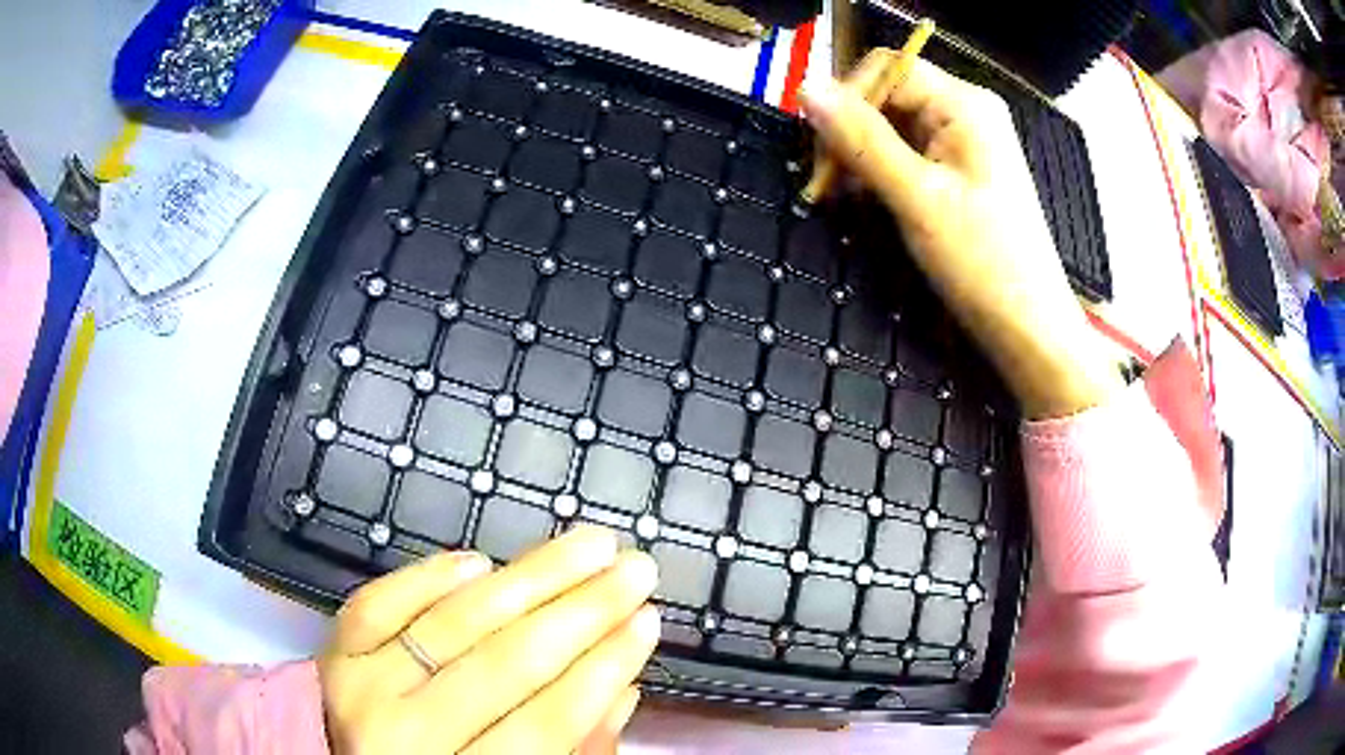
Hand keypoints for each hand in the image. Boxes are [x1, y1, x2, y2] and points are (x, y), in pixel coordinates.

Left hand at [318, 526, 659, 753]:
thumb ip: (572, 750)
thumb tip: (621, 688)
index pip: (546, 722)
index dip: (603, 668)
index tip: (648, 621)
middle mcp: (401, 732)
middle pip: (504, 663)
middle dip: (581, 611)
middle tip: (634, 569)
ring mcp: (361, 683)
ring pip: (452, 622)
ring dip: (527, 577)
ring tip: (586, 545)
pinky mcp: (334, 649)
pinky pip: (380, 600)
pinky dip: (429, 575)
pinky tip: (479, 560)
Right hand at [799, 56, 1120, 417]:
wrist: (1030, 328)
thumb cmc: (984, 262)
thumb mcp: (917, 197)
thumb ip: (861, 139)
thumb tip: (807, 88)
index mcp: (964, 104)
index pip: (886, 69)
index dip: (846, 99)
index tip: (818, 150)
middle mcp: (966, 112)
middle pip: (889, 95)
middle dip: (851, 130)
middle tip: (825, 181)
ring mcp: (965, 144)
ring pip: (893, 127)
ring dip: (861, 155)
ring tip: (842, 196)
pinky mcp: (961, 173)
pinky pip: (909, 154)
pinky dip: (881, 172)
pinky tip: (868, 200)